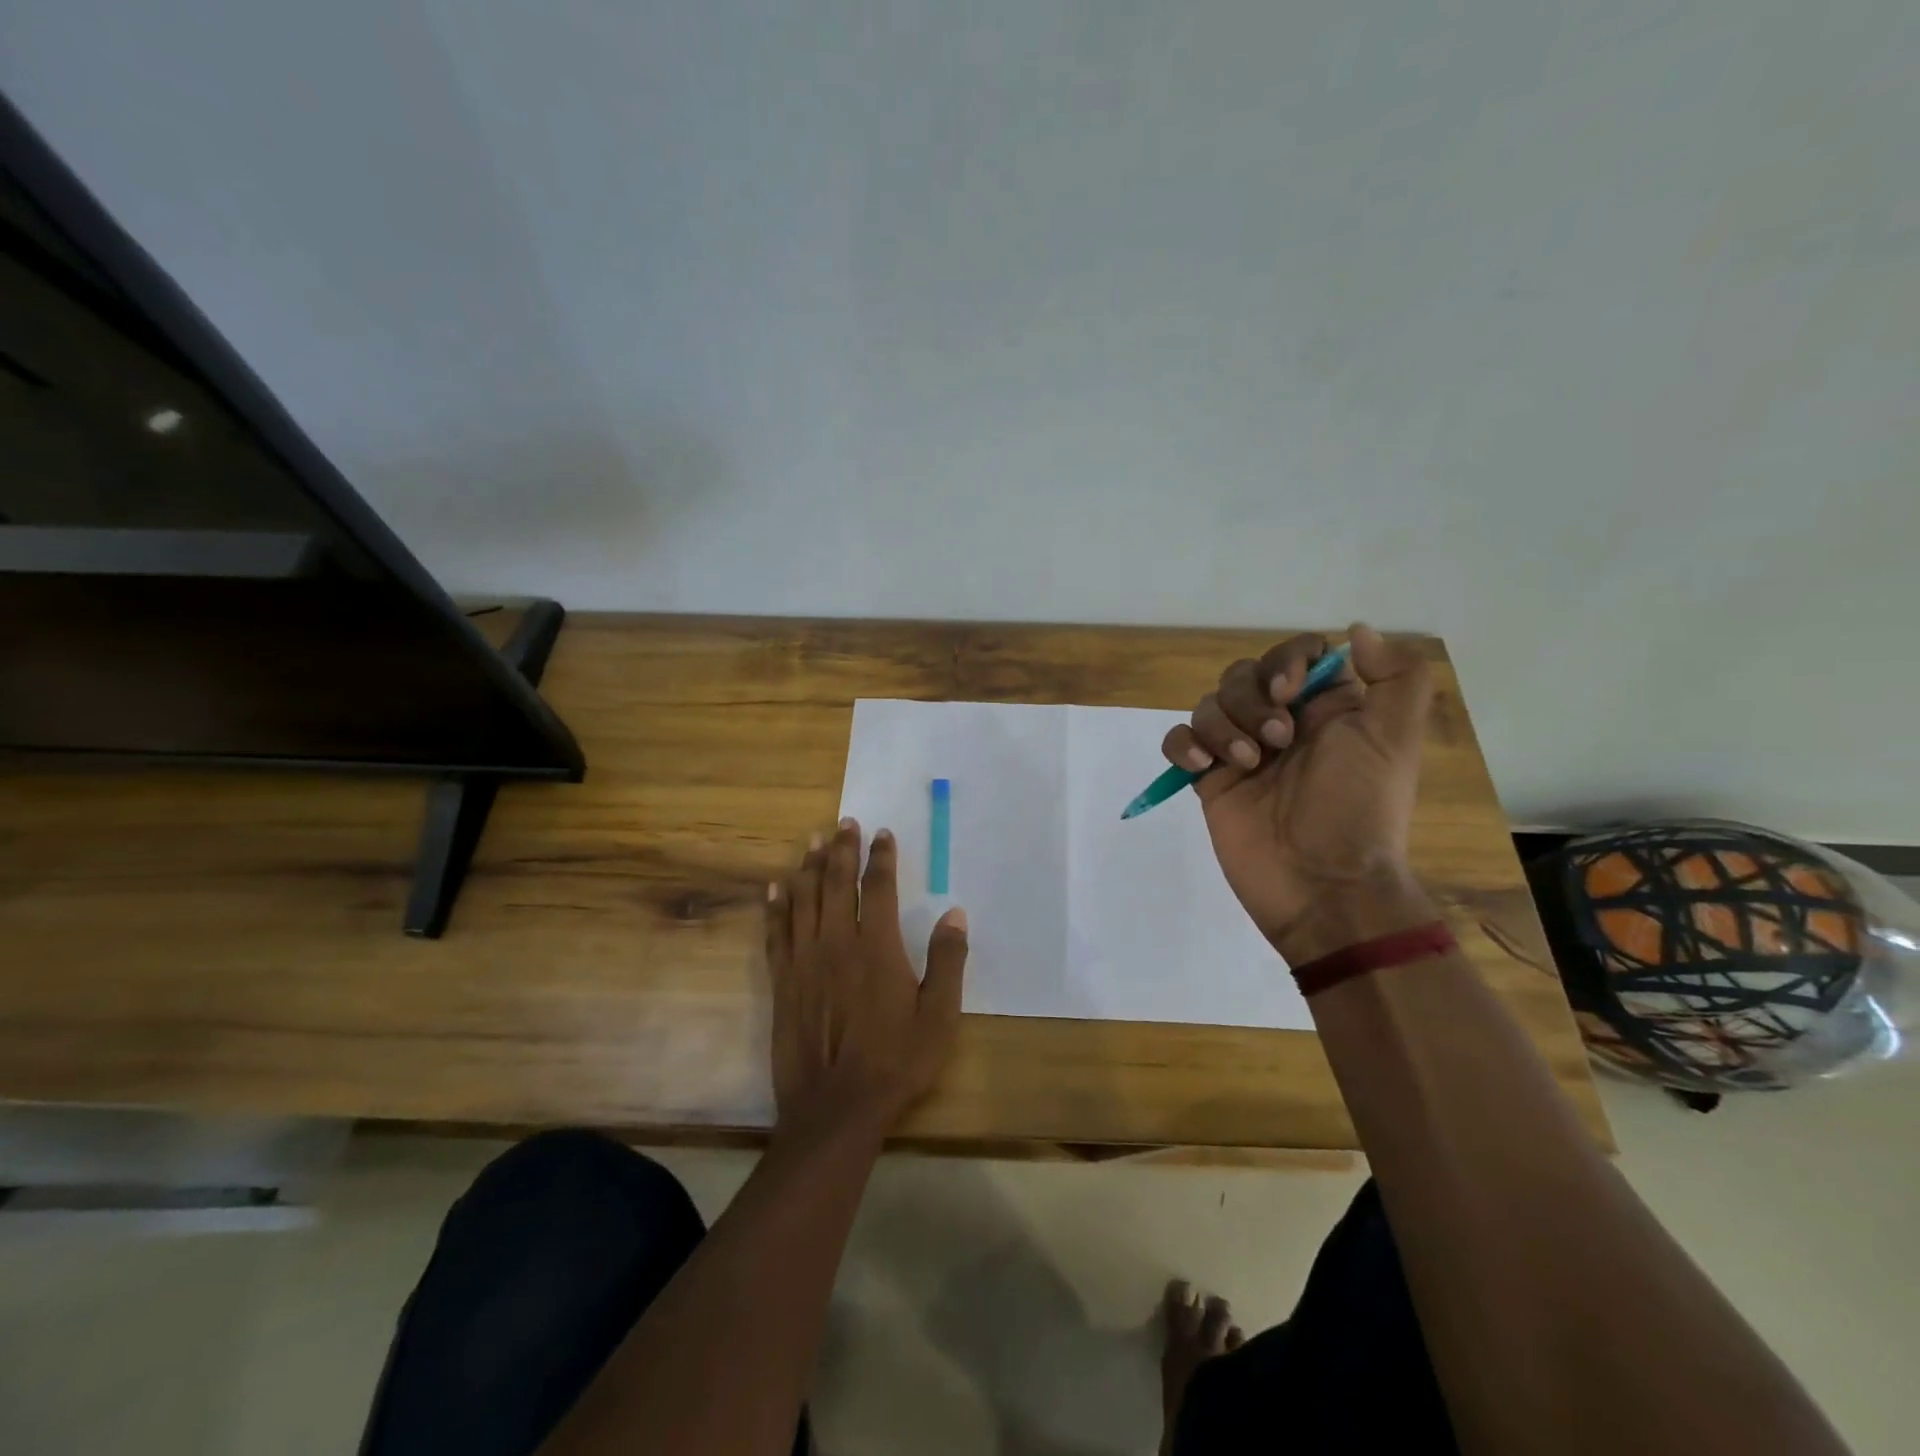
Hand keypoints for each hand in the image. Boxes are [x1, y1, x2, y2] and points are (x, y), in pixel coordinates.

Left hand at [765, 818, 968, 1141]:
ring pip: (803, 899)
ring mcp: (804, 960)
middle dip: (841, 849)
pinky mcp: (782, 981)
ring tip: (812, 840)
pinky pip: (776, 932)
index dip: (880, 856)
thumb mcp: (939, 1015)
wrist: (836, 1108)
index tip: (882, 833)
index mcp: (876, 946)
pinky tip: (775, 887)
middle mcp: (836, 942)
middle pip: (835, 882)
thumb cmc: (896, 1061)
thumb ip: (947, 960)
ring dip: (808, 866)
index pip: (877, 887)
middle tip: (844, 823)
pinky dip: (776, 906)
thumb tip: (955, 913)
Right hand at [1161, 623, 1437, 961]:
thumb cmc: (1358, 808)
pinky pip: (1180, 741)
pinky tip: (1202, 766)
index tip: (1288, 690)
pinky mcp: (1209, 780)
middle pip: (1243, 675)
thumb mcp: (1396, 739)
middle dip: (1251, 701)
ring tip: (1246, 765)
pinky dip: (1184, 744)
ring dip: (1223, 726)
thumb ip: (1396, 677)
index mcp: (1326, 709)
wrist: (1322, 885)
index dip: (1285, 662)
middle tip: (1277, 743)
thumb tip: (1357, 630)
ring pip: (1209, 704)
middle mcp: (1282, 723)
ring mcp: (1240, 752)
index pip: (1294, 655)